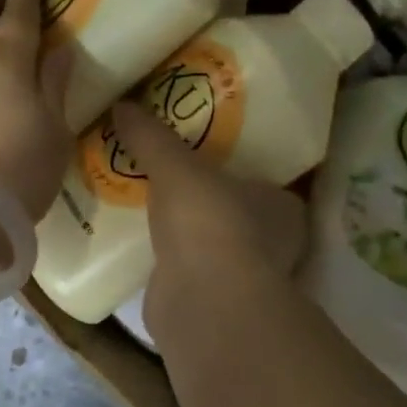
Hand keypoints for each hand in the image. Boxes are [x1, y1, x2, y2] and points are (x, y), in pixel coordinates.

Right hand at [109, 100, 305, 338]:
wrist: (200, 301)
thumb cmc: (208, 221)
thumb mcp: (175, 165)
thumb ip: (151, 136)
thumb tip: (122, 104)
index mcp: (284, 207)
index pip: (264, 180)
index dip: (236, 166)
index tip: (203, 153)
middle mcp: (274, 245)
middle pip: (236, 212)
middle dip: (206, 199)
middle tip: (168, 174)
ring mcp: (244, 278)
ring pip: (212, 244)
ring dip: (186, 231)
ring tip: (147, 204)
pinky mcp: (211, 302)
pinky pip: (188, 269)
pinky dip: (170, 259)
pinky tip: (141, 243)